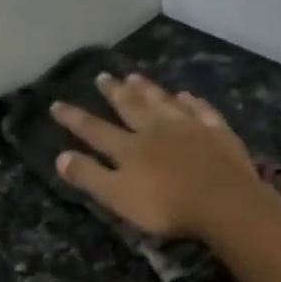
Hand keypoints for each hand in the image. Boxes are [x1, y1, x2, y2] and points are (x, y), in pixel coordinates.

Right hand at [51, 73, 280, 239]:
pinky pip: (201, 110)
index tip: (56, 104)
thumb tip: (60, 156)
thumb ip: (89, 176)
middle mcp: (156, 129)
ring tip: (135, 76)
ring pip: (163, 101)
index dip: (74, 118)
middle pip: (131, 106)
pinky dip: (190, 101)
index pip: (95, 130)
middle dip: (114, 92)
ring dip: (148, 89)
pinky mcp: (217, 132)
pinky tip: (186, 95)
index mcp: (129, 147)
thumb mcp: (118, 197)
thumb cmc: (166, 205)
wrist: (224, 202)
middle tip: (102, 76)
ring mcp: (189, 127)